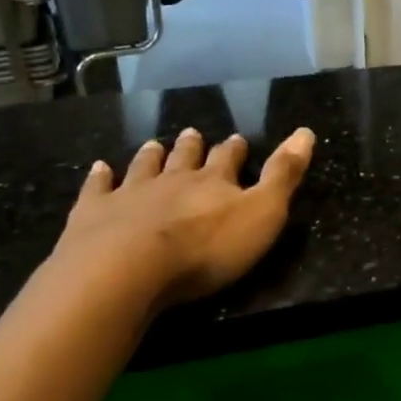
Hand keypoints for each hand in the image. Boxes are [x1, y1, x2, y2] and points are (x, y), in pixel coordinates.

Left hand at [50, 125, 316, 308]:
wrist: (126, 269)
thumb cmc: (205, 248)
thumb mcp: (262, 213)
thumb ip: (284, 175)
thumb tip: (306, 131)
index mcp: (214, 182)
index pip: (227, 159)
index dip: (234, 150)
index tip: (236, 140)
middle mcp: (172, 179)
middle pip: (184, 158)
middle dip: (192, 147)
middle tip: (192, 134)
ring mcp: (130, 193)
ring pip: (144, 168)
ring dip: (151, 156)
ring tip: (154, 145)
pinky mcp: (94, 213)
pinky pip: (98, 189)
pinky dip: (100, 177)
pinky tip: (99, 168)